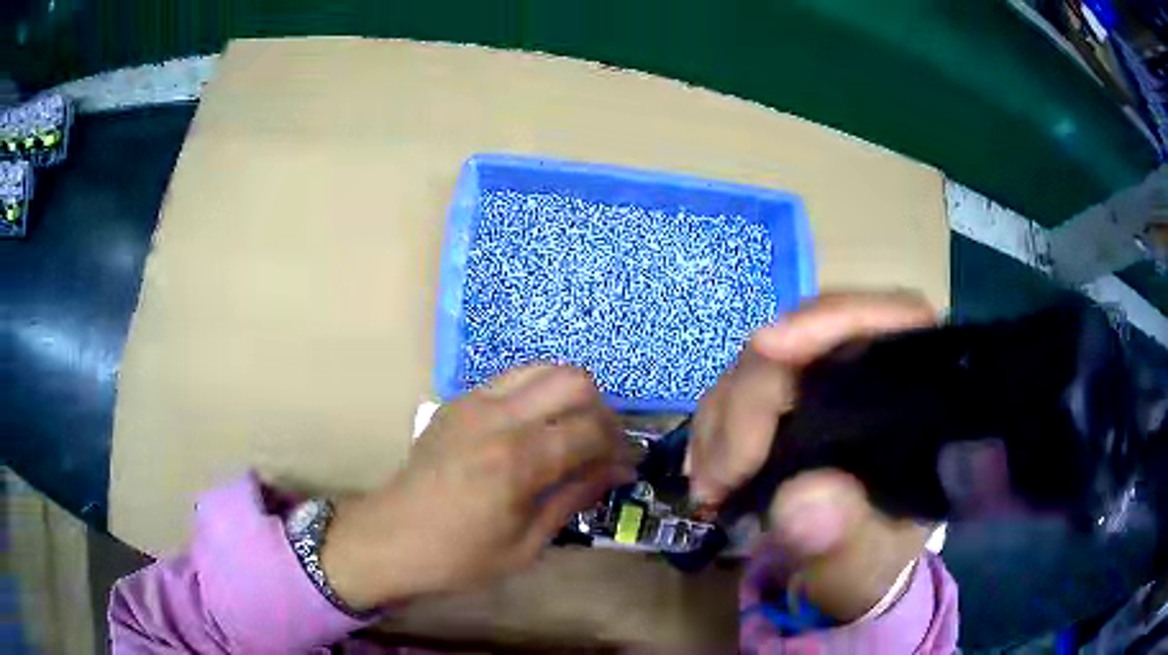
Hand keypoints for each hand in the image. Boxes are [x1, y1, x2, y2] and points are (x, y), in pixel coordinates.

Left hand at [321, 365, 633, 610]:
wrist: (391, 538)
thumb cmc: (460, 556)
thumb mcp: (527, 543)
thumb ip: (574, 497)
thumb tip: (616, 471)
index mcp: (518, 461)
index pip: (592, 429)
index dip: (619, 447)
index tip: (625, 467)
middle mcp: (499, 418)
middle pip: (574, 379)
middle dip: (600, 410)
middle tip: (599, 446)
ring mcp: (474, 402)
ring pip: (542, 368)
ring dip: (568, 395)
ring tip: (569, 433)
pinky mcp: (458, 401)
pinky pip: (511, 380)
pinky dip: (535, 395)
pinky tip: (532, 430)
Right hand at [687, 291, 936, 621]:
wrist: (849, 566)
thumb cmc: (875, 559)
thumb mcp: (868, 563)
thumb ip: (846, 542)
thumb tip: (801, 501)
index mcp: (920, 393)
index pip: (894, 317)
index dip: (834, 320)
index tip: (769, 347)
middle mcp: (873, 369)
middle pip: (808, 338)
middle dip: (751, 401)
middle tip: (719, 478)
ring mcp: (824, 378)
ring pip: (762, 362)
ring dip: (722, 423)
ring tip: (710, 492)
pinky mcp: (787, 396)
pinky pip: (737, 390)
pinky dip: (713, 431)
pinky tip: (706, 475)